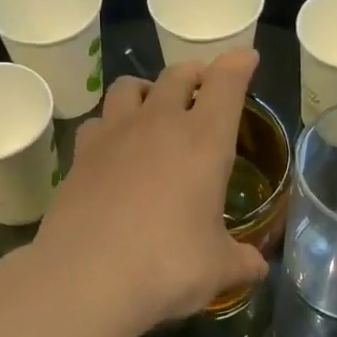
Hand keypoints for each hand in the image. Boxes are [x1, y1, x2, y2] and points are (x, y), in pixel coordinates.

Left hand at [33, 51, 268, 330]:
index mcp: (203, 140)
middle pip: (177, 75)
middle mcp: (158, 124)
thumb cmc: (166, 267)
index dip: (239, 64)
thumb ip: (242, 262)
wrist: (86, 279)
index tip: (246, 58)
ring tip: (153, 106)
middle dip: (195, 72)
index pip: (226, 83)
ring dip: (147, 88)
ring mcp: (113, 136)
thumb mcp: (217, 269)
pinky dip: (110, 125)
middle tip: (204, 83)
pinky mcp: (79, 156)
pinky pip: (97, 122)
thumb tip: (257, 269)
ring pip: (128, 87)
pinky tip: (114, 148)